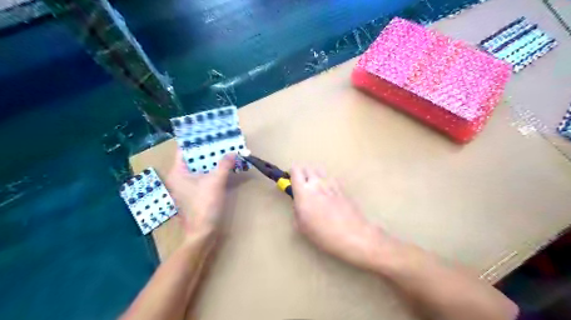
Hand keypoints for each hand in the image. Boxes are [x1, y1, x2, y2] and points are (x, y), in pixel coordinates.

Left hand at [166, 148, 234, 235]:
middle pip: (193, 159)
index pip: (184, 150)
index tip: (209, 134)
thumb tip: (233, 152)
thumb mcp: (216, 181)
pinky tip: (223, 167)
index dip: (196, 141)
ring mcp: (185, 187)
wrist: (203, 232)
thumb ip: (224, 164)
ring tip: (224, 152)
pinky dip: (211, 171)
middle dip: (207, 151)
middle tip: (221, 142)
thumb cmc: (205, 205)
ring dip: (211, 161)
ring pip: (198, 168)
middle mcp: (178, 178)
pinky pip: (202, 176)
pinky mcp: (194, 193)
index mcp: (177, 172)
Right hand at [292, 167, 390, 271]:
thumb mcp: (301, 226)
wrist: (352, 235)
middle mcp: (317, 183)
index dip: (291, 173)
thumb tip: (299, 204)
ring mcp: (331, 184)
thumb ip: (297, 211)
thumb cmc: (322, 233)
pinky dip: (328, 183)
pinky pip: (332, 180)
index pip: (295, 171)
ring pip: (320, 171)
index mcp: (303, 191)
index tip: (290, 179)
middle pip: (308, 167)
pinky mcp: (342, 189)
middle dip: (303, 173)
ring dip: (316, 176)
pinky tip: (330, 194)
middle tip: (303, 185)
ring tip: (317, 188)